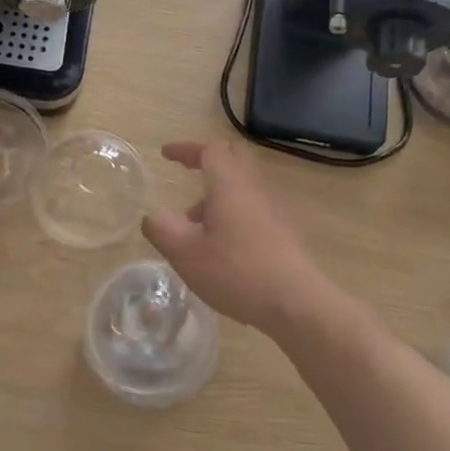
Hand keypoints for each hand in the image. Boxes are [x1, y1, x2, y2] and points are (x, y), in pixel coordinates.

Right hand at [141, 140, 339, 335]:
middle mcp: (254, 187)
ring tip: (196, 223)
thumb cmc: (236, 272)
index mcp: (229, 184)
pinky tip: (223, 244)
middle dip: (207, 160)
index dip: (186, 149)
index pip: (210, 149)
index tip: (166, 155)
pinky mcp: (286, 230)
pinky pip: (255, 205)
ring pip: (244, 183)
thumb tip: (153, 216)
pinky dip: (234, 210)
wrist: (296, 302)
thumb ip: (163, 230)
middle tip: (187, 172)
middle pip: (234, 157)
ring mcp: (274, 208)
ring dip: (219, 191)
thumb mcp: (186, 254)